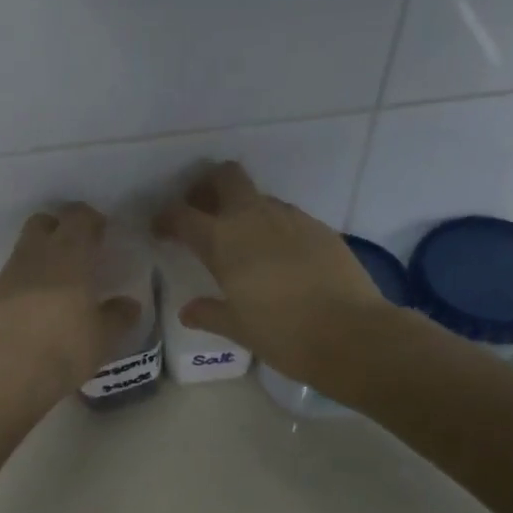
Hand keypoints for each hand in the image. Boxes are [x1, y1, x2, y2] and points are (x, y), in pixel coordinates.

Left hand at [0, 203, 137, 409]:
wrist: (10, 377)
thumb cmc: (65, 350)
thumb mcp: (104, 337)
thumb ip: (119, 315)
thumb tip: (129, 304)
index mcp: (69, 255)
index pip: (78, 216)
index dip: (92, 219)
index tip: (103, 235)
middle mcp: (36, 254)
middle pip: (44, 222)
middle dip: (62, 228)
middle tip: (80, 251)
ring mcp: (10, 273)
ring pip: (26, 245)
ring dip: (43, 252)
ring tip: (60, 280)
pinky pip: (14, 271)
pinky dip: (28, 275)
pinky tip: (39, 302)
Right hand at [154, 161, 384, 382]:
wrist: (351, 334)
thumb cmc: (283, 335)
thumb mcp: (238, 328)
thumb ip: (209, 313)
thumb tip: (188, 312)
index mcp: (223, 242)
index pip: (182, 215)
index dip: (166, 218)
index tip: (160, 230)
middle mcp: (254, 218)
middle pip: (226, 177)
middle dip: (207, 187)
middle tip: (201, 212)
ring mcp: (291, 218)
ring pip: (258, 196)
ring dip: (242, 208)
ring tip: (240, 241)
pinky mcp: (319, 228)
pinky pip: (286, 216)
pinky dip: (272, 226)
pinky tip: (277, 257)